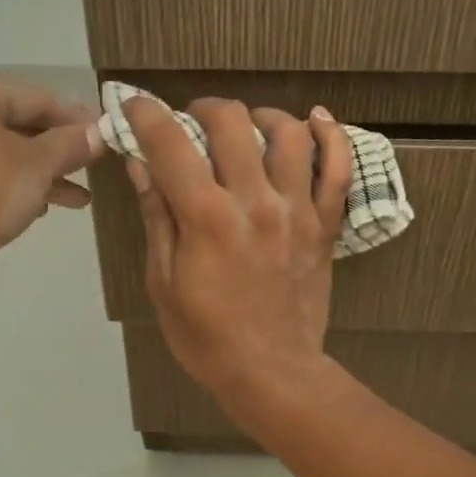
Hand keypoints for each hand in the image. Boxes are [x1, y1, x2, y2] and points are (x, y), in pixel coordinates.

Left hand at [0, 61, 103, 282]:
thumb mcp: (35, 167)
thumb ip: (70, 146)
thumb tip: (99, 132)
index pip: (35, 98)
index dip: (76, 120)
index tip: (106, 135)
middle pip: (13, 124)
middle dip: (55, 152)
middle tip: (91, 169)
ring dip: (35, 174)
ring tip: (75, 199)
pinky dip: (3, 184)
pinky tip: (32, 207)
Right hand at [124, 95, 351, 424]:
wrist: (271, 371)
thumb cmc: (206, 336)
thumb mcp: (164, 281)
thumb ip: (157, 216)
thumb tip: (141, 164)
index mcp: (207, 218)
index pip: (171, 143)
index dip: (147, 113)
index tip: (136, 105)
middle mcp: (255, 202)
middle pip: (232, 122)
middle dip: (204, 109)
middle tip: (193, 122)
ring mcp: (297, 210)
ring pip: (289, 133)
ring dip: (262, 117)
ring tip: (248, 127)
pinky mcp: (325, 225)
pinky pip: (339, 169)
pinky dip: (331, 137)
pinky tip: (315, 121)